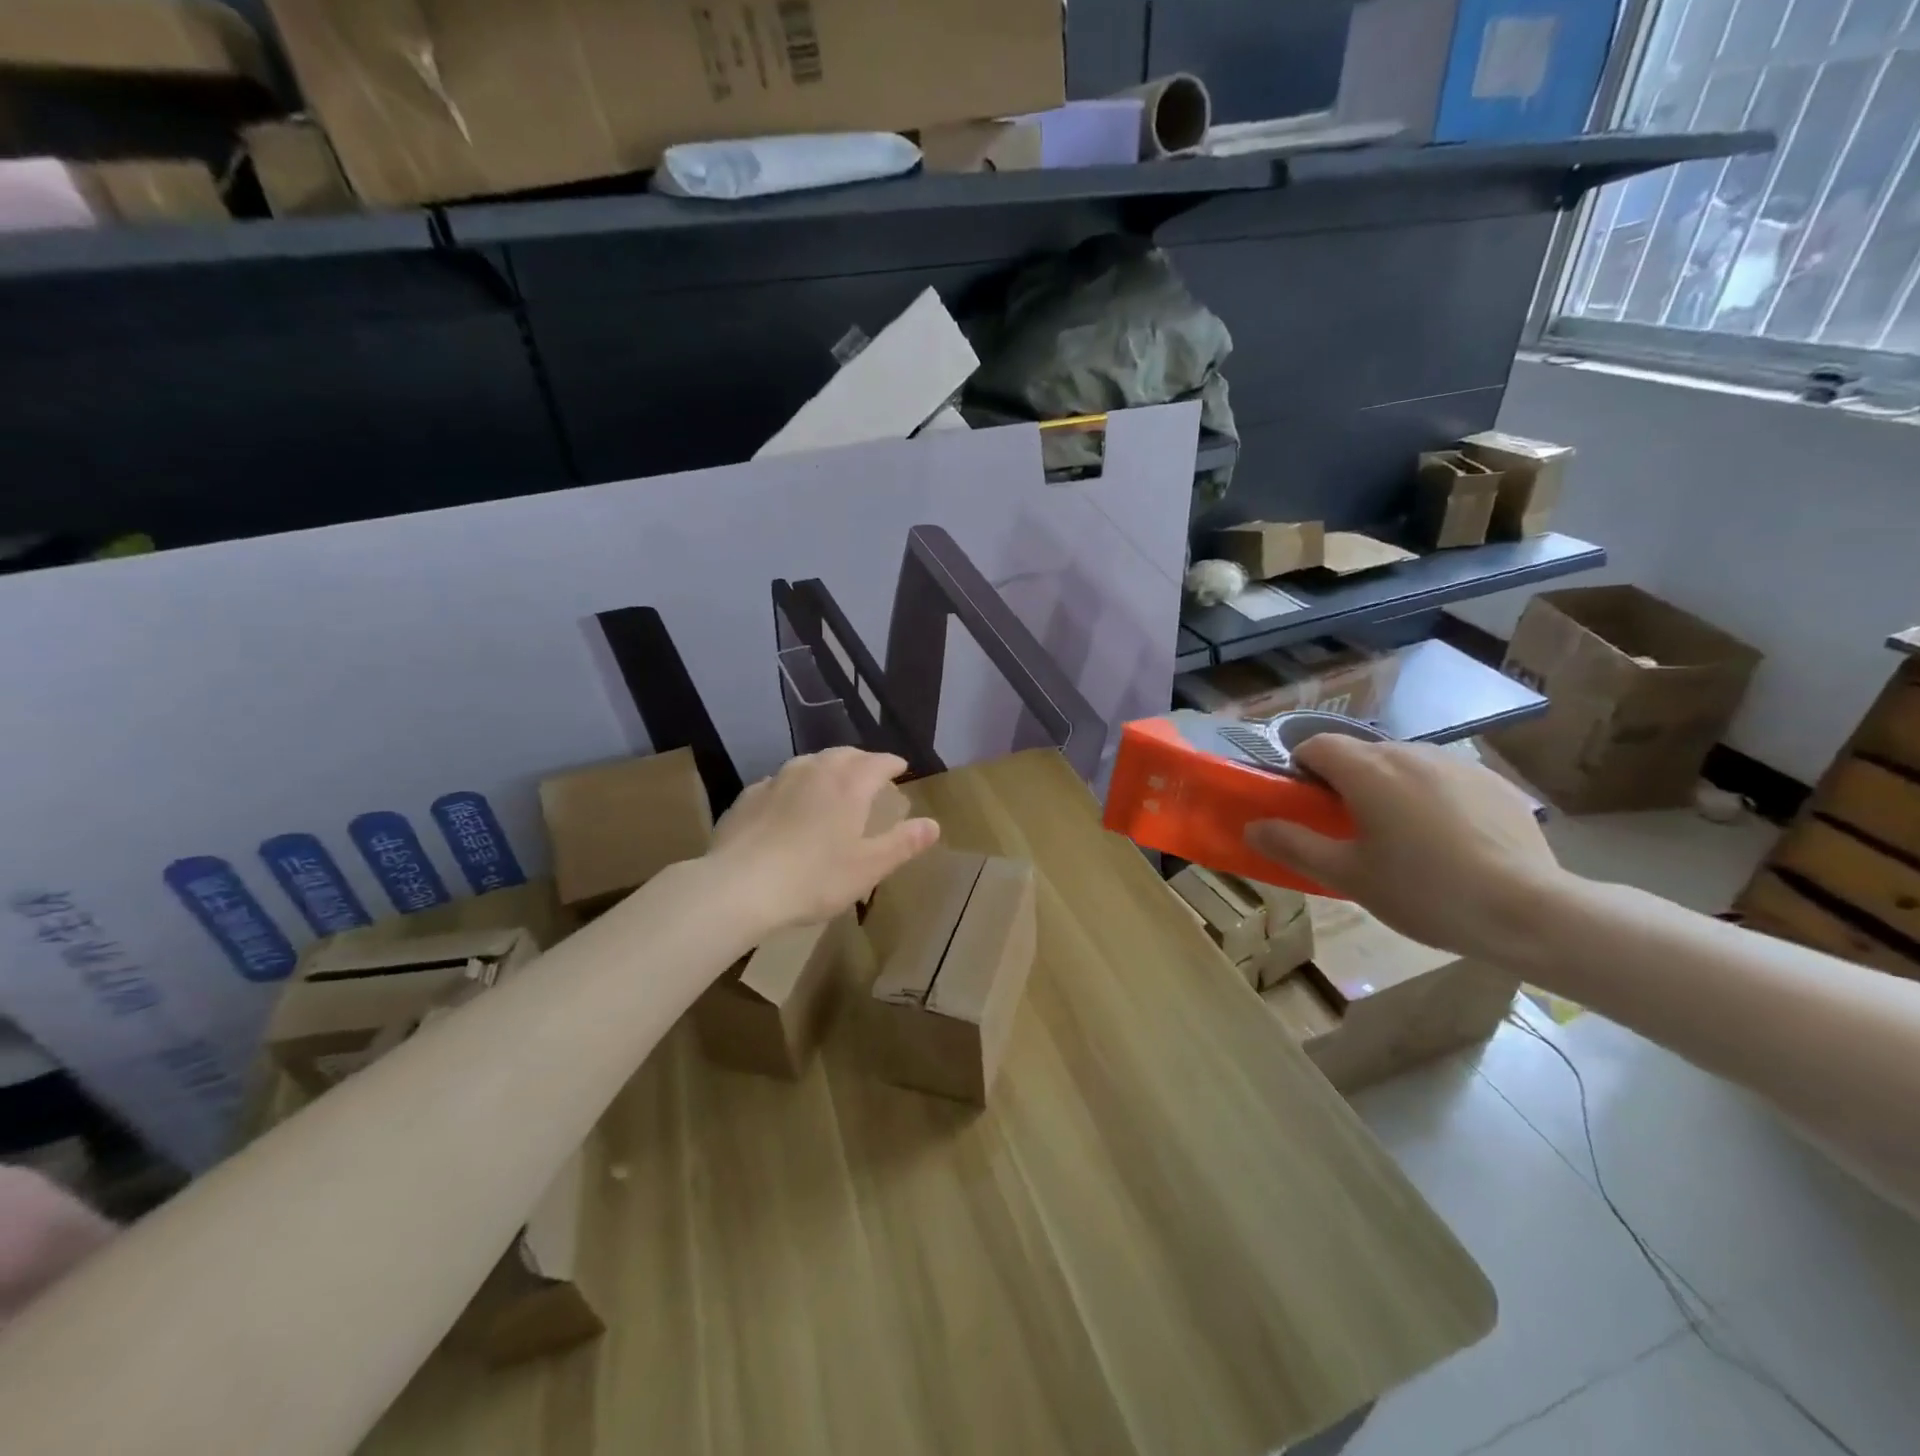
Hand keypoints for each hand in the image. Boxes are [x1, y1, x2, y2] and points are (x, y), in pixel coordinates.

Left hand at [707, 748, 939, 935]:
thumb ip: (903, 843)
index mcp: (848, 785)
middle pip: (843, 754)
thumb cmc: (813, 878)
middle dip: (861, 760)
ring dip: (826, 767)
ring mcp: (777, 780)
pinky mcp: (749, 796)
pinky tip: (789, 803)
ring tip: (831, 783)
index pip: (878, 762)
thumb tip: (933, 825)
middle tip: (869, 774)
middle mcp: (814, 771)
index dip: (892, 763)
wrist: (739, 886)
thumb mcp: (868, 867)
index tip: (900, 768)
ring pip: (809, 762)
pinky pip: (779, 781)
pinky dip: (794, 785)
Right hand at [1244, 736, 1566, 957]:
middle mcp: (1409, 752)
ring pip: (1403, 765)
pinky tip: (1449, 842)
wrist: (1529, 911)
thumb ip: (1293, 845)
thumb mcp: (1347, 876)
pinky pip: (1443, 779)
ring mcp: (1456, 763)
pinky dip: (1431, 798)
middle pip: (1359, 755)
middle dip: (1345, 783)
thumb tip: (1252, 828)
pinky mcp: (1493, 782)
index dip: (1301, 769)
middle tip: (1350, 832)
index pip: (1315, 745)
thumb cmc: (1424, 891)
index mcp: (1367, 770)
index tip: (1305, 806)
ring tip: (1403, 839)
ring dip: (1389, 789)